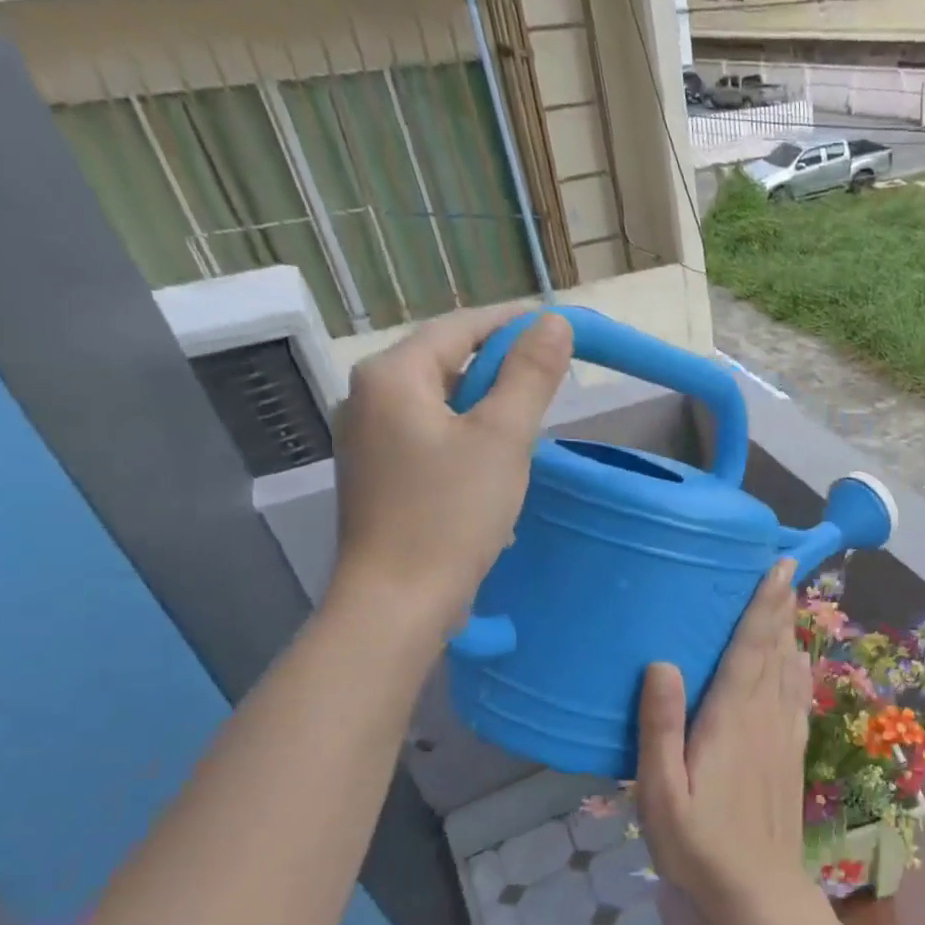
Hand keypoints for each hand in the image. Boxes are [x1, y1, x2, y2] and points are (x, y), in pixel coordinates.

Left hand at [330, 304, 571, 637]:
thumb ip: (530, 376)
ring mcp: (367, 440)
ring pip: (440, 405)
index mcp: (392, 376)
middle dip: (500, 370)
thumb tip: (554, 323)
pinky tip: (493, 472)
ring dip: (486, 409)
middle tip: (550, 382)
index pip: (458, 327)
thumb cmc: (451, 515)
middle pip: (445, 363)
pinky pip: (429, 439)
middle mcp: (368, 398)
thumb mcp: (503, 439)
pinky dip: (466, 441)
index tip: (557, 327)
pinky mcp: (378, 476)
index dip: (511, 323)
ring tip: (528, 430)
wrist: (398, 601)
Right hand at [637, 560, 815, 924]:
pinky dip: (798, 670)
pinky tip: (797, 663)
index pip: (752, 648)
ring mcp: (784, 737)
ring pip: (790, 670)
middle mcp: (765, 718)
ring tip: (790, 602)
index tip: (779, 566)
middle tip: (785, 569)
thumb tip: (663, 663)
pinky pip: (798, 698)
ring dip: (790, 632)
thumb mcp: (660, 793)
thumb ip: (660, 728)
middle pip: (776, 650)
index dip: (765, 605)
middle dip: (781, 608)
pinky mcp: (793, 756)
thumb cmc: (699, 846)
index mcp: (732, 719)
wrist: (757, 896)